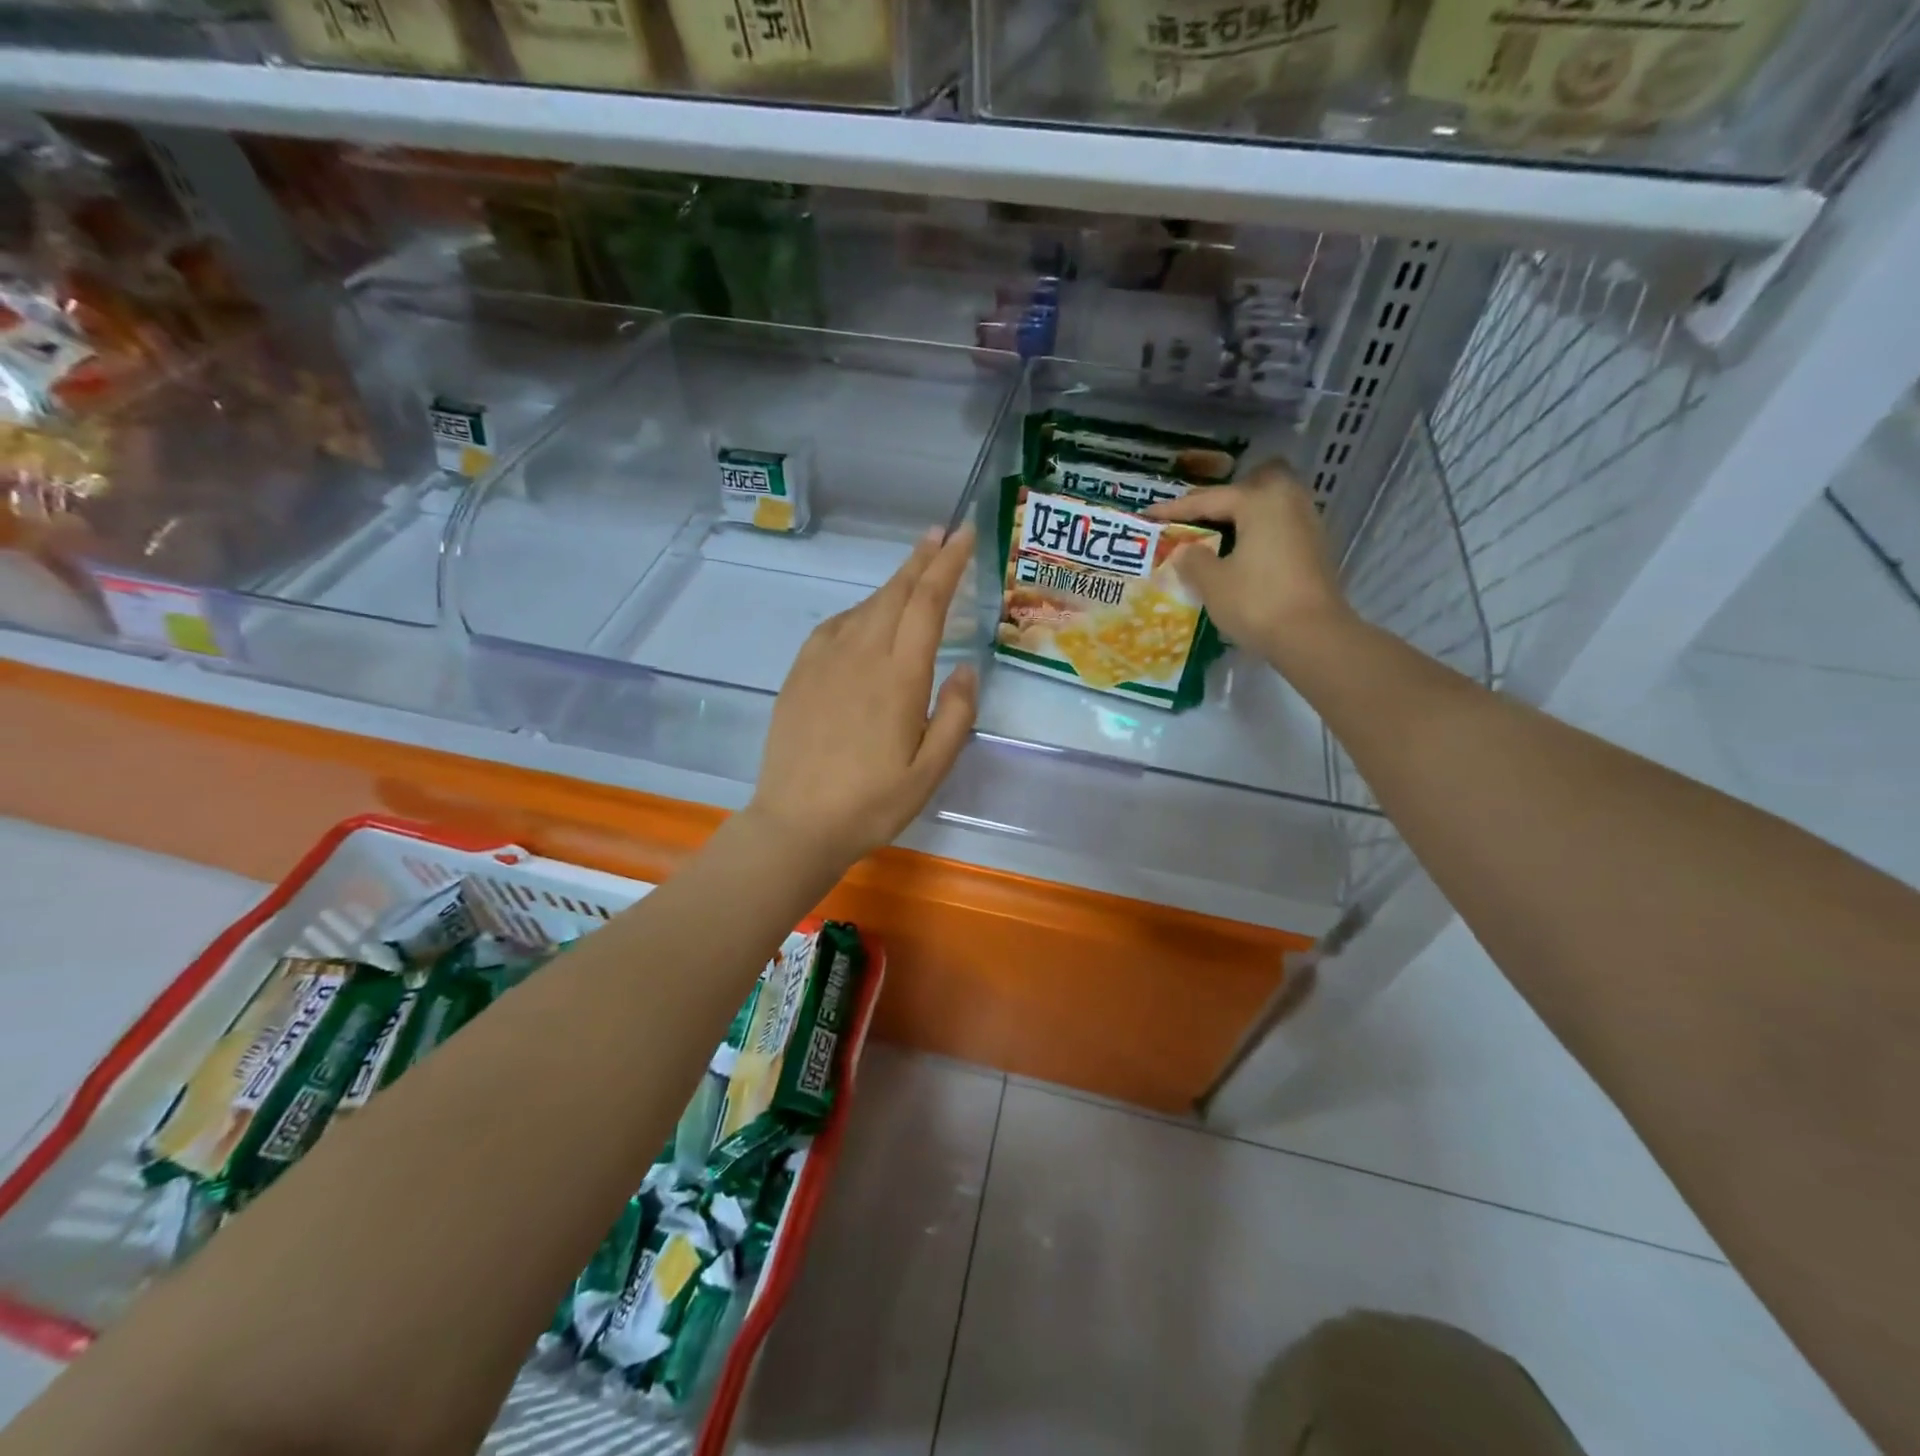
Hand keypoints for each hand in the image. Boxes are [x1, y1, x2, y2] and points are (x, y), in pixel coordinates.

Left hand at [746, 523, 978, 869]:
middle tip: (940, 534)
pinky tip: (865, 617)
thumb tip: (965, 668)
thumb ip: (955, 716)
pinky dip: (858, 610)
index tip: (963, 535)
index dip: (947, 564)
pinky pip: (834, 626)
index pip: (928, 603)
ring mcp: (824, 661)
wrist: (796, 824)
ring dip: (893, 583)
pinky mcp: (800, 673)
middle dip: (921, 559)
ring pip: (865, 606)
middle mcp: (861, 655)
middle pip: (895, 593)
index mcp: (899, 677)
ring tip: (913, 571)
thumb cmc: (872, 804)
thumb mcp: (930, 772)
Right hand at [1145, 463, 1354, 666]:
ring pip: (1269, 504)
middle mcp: (1288, 501)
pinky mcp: (1314, 548)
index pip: (1208, 499)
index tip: (1148, 514)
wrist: (1313, 637)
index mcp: (1259, 501)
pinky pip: (1279, 526)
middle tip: (1197, 517)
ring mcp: (1307, 523)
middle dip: (1222, 497)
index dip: (1174, 509)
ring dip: (1242, 515)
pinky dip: (1258, 532)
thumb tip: (1185, 550)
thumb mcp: (1212, 583)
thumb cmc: (1257, 602)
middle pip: (1250, 486)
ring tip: (1217, 536)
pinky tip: (1242, 553)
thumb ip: (1192, 559)